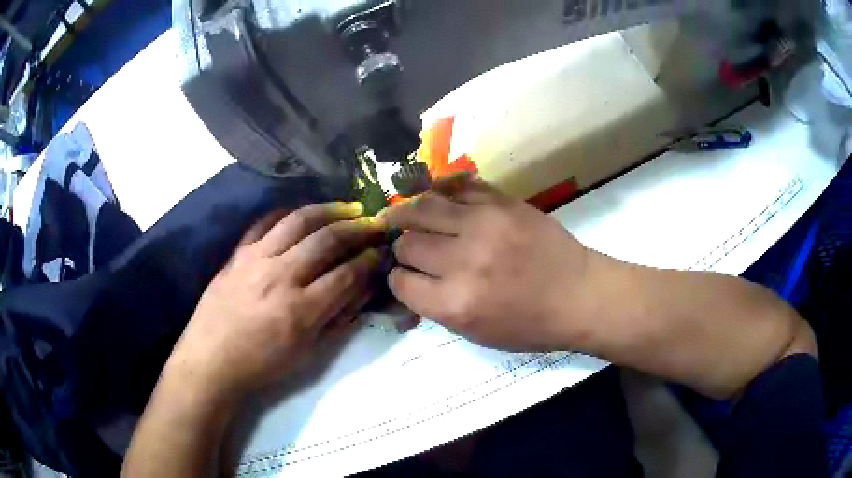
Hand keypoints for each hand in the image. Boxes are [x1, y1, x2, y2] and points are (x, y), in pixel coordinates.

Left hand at [167, 202, 383, 400]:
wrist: (211, 359)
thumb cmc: (261, 364)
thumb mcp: (306, 353)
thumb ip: (337, 319)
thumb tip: (362, 291)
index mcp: (301, 310)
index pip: (346, 274)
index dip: (369, 261)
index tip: (380, 253)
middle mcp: (281, 276)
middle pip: (327, 240)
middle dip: (357, 229)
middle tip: (373, 224)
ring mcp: (257, 259)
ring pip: (299, 221)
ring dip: (328, 210)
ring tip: (348, 207)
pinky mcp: (239, 253)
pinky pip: (265, 222)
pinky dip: (288, 213)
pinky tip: (302, 213)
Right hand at [382, 174, 589, 350]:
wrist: (579, 295)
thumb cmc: (530, 325)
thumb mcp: (477, 334)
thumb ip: (435, 308)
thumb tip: (406, 283)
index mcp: (455, 303)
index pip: (400, 282)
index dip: (397, 279)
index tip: (404, 276)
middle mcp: (463, 260)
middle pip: (408, 243)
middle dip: (402, 248)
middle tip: (408, 248)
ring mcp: (484, 224)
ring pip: (423, 206)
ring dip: (405, 212)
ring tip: (398, 213)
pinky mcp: (502, 201)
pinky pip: (458, 186)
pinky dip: (441, 190)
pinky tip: (434, 195)